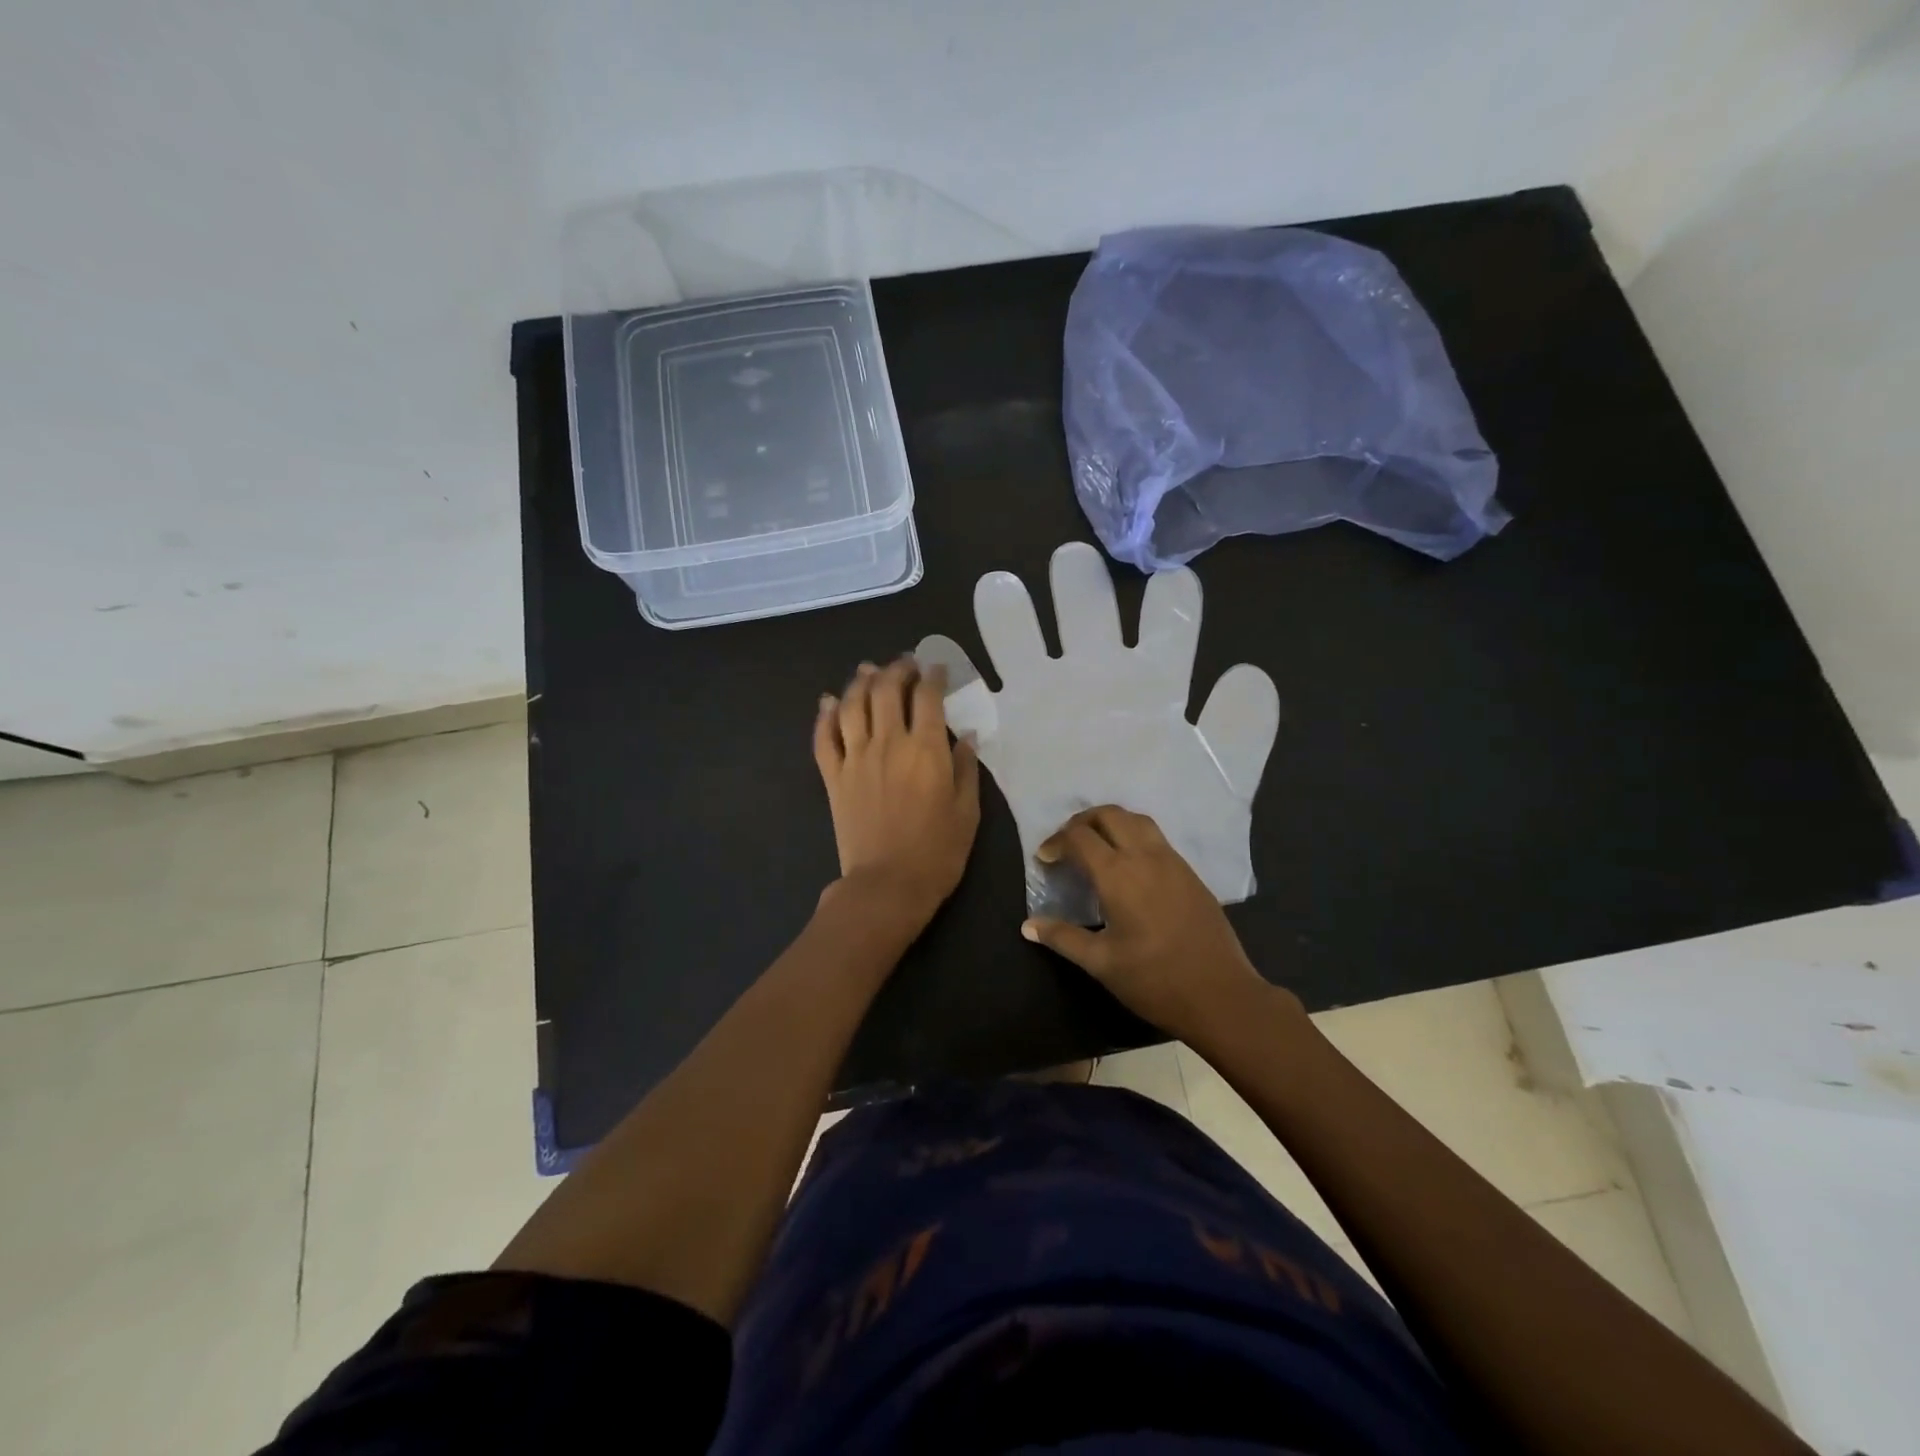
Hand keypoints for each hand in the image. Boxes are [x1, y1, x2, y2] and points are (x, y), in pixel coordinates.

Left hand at [814, 657, 980, 923]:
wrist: (888, 885)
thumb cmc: (937, 852)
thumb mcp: (967, 811)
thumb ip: (966, 768)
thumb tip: (966, 736)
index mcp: (925, 750)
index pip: (928, 697)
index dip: (933, 676)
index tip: (937, 668)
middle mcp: (888, 743)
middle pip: (886, 690)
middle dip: (896, 669)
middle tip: (905, 664)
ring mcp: (855, 758)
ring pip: (851, 705)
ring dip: (859, 682)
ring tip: (868, 671)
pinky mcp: (833, 777)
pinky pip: (823, 738)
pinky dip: (823, 716)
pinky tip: (827, 702)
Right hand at [915, 542, 1278, 924]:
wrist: (1144, 888)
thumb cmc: (1189, 829)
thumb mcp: (1224, 785)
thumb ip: (1238, 733)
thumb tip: (1248, 672)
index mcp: (1153, 686)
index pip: (1165, 632)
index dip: (1171, 606)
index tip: (1173, 582)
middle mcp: (1098, 682)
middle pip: (1087, 619)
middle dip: (1079, 592)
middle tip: (1070, 565)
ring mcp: (1049, 702)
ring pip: (1026, 646)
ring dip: (1012, 619)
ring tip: (1000, 590)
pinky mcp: (1011, 733)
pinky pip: (979, 700)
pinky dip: (959, 674)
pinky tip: (940, 648)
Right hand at [1020, 805, 1297, 1046]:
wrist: (1221, 995)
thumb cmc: (1154, 980)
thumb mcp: (1101, 963)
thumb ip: (1062, 937)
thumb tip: (1027, 925)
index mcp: (1118, 874)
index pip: (1079, 837)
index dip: (1056, 842)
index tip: (1045, 859)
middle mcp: (1145, 856)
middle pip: (1109, 815)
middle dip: (1082, 822)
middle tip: (1067, 844)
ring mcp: (1172, 861)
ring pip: (1137, 820)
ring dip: (1111, 822)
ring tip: (1096, 845)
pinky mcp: (1190, 873)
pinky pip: (1156, 838)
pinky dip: (1133, 835)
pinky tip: (1129, 864)